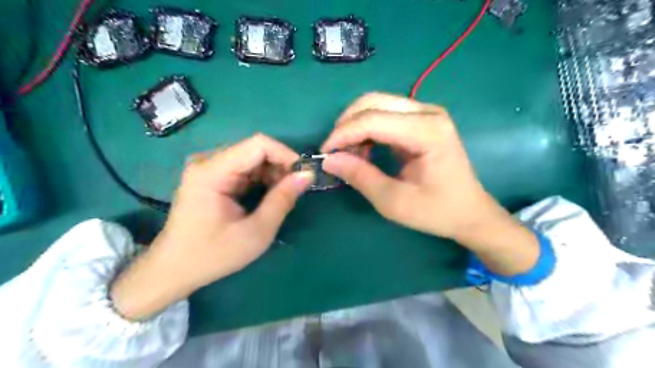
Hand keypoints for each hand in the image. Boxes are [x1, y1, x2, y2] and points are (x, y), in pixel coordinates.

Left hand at [111, 134, 314, 318]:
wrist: (173, 269)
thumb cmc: (213, 255)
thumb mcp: (256, 232)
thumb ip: (282, 200)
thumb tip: (307, 175)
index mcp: (212, 172)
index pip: (258, 144)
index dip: (286, 155)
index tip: (303, 174)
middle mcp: (207, 162)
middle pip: (255, 150)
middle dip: (281, 166)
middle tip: (296, 189)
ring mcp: (207, 168)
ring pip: (251, 158)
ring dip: (272, 173)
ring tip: (283, 196)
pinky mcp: (210, 177)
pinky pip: (243, 168)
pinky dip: (261, 179)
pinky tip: (268, 196)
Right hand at [321, 94, 539, 275]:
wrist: (469, 212)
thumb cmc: (437, 211)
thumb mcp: (394, 201)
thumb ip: (360, 177)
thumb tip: (329, 159)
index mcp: (427, 131)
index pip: (373, 120)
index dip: (343, 134)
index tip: (325, 153)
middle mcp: (428, 113)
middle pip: (373, 101)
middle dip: (347, 125)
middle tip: (335, 152)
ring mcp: (426, 114)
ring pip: (377, 104)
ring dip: (356, 126)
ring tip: (351, 156)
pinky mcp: (421, 120)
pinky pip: (385, 114)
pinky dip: (367, 129)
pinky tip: (364, 151)